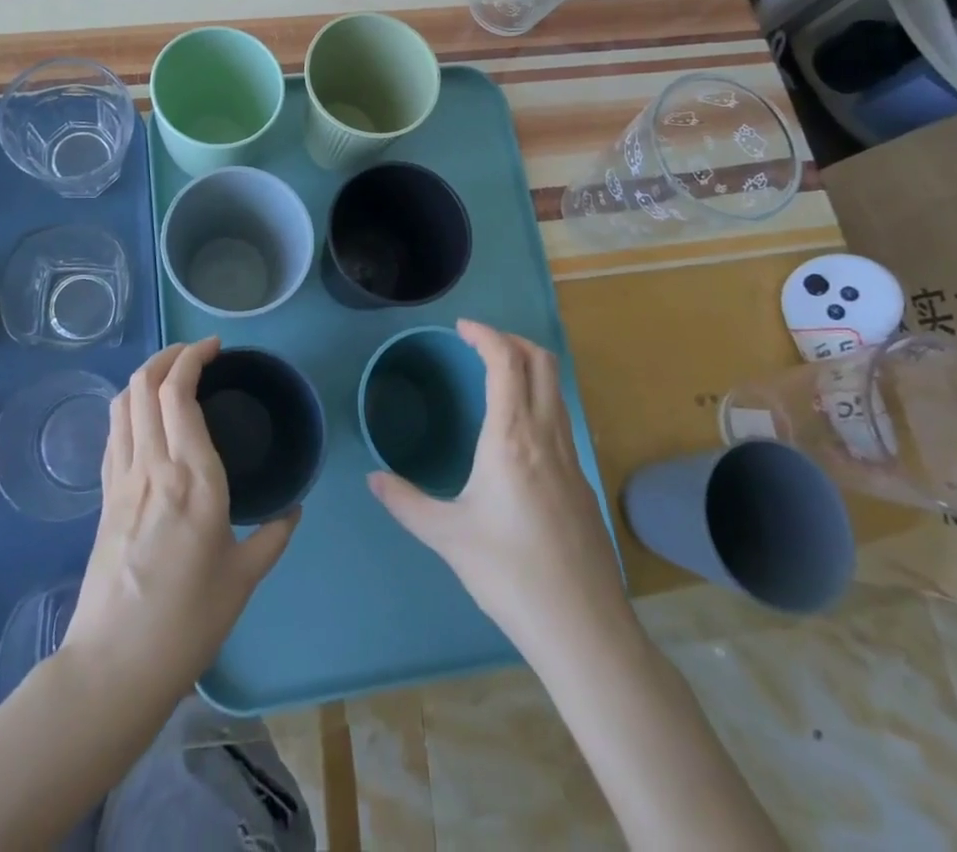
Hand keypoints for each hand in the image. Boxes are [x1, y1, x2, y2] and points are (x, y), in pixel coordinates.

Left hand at [62, 338, 299, 698]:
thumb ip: (273, 536)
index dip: (193, 357)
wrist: (115, 665)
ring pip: (122, 402)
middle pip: (144, 384)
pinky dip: (128, 406)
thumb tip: (294, 510)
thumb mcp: (243, 578)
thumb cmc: (188, 621)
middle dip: (168, 355)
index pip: (179, 391)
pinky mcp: (104, 496)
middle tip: (196, 354)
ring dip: (145, 375)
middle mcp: (153, 464)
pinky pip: (113, 432)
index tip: (215, 348)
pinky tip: (146, 416)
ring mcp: (122, 478)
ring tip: (171, 374)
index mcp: (193, 476)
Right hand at [368, 320, 628, 653]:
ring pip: (556, 389)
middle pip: (541, 362)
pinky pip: (560, 418)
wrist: (583, 628)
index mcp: (512, 437)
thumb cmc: (509, 573)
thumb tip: (372, 479)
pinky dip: (538, 399)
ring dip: (528, 367)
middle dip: (511, 340)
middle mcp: (546, 435)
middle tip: (479, 344)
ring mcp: (571, 458)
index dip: (485, 334)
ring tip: (495, 376)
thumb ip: (405, 501)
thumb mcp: (447, 536)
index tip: (461, 328)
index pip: (506, 361)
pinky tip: (515, 432)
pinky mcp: (582, 481)